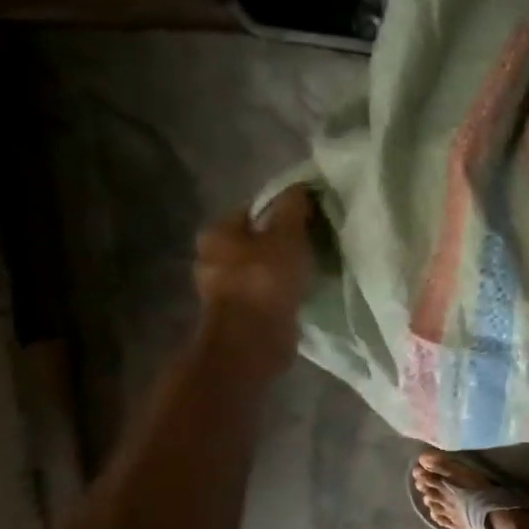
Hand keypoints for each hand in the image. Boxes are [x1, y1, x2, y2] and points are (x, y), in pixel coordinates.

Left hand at [194, 187, 314, 358]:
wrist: (253, 340)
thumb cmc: (265, 280)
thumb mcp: (287, 235)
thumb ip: (293, 208)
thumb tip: (300, 188)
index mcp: (217, 232)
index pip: (255, 210)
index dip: (285, 210)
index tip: (312, 219)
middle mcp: (212, 257)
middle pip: (257, 240)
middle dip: (284, 242)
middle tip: (315, 244)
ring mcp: (223, 289)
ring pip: (261, 268)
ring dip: (283, 269)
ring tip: (312, 269)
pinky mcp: (239, 314)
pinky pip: (265, 293)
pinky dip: (281, 291)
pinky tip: (301, 293)